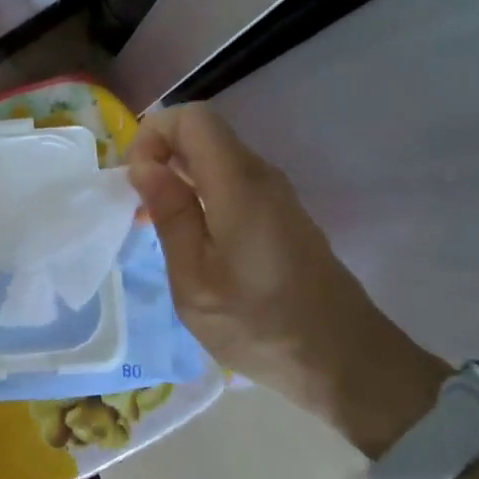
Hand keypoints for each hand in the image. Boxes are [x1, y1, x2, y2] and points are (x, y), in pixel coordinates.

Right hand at [126, 104, 447, 456]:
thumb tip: (143, 164)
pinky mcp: (282, 214)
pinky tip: (190, 238)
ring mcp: (276, 194)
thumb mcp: (195, 280)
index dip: (153, 135)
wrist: (344, 361)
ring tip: (155, 225)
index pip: (191, 117)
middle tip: (137, 207)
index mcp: (238, 184)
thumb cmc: (259, 326)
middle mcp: (261, 176)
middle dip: (161, 155)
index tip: (135, 183)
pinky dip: (201, 194)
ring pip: (216, 158)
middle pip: (203, 133)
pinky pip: (232, 182)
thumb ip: (170, 214)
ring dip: (178, 177)